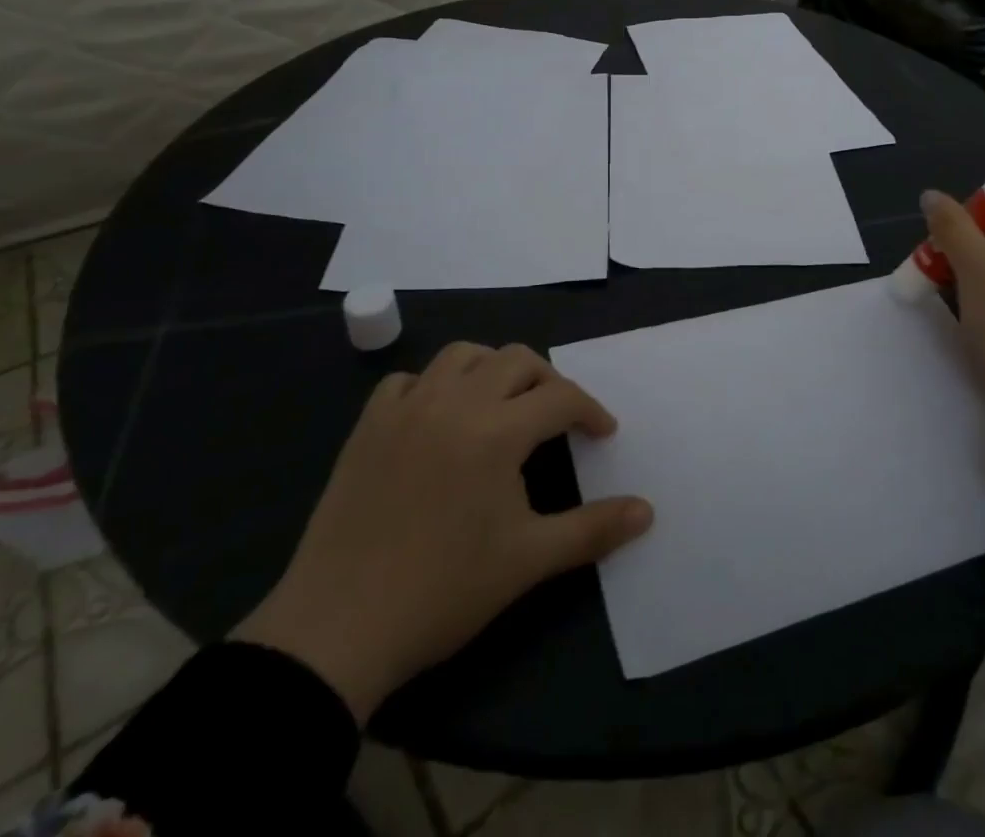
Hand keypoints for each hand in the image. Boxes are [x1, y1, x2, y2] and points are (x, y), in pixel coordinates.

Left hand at [232, 342, 652, 720]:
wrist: (338, 628)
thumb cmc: (444, 590)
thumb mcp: (528, 560)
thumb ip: (593, 529)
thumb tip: (647, 512)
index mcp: (497, 430)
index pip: (560, 397)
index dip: (590, 410)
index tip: (602, 435)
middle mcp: (455, 402)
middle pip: (516, 359)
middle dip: (547, 380)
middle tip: (557, 417)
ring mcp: (407, 408)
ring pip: (462, 356)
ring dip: (492, 369)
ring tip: (502, 405)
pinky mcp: (368, 426)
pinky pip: (407, 381)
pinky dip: (433, 386)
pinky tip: (438, 418)